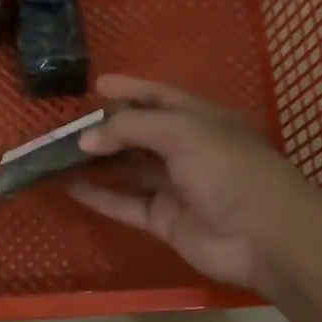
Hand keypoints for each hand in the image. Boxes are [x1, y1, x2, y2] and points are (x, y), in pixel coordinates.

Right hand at [70, 75, 318, 291]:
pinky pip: (125, 204)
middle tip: (66, 127)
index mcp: (200, 120)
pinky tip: (69, 187)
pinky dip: (99, 196)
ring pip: (128, 170)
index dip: (131, 89)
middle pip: (139, 135)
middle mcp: (187, 150)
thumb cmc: (228, 169)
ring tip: (58, 156)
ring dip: (96, 163)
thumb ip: (131, 129)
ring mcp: (175, 187)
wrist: (262, 235)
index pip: (160, 97)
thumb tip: (86, 139)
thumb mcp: (181, 132)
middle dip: (106, 129)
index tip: (97, 85)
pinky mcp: (164, 220)